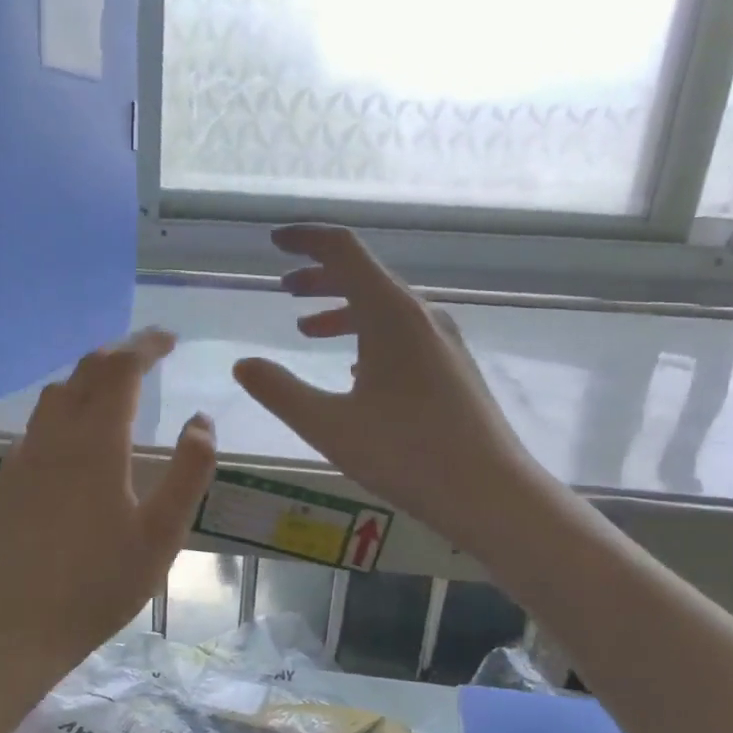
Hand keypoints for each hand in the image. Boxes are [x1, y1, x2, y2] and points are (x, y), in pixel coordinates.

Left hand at [0, 329, 215, 680]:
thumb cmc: (100, 584)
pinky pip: (39, 424)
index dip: (146, 346)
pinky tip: (78, 436)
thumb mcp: (162, 534)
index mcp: (95, 443)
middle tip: (150, 353)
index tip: (170, 340)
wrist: (18, 626)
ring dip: (90, 378)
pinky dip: (66, 408)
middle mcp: (54, 436)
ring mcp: (25, 456)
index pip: (121, 370)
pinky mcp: (8, 479)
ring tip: (117, 387)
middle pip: (85, 372)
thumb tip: (201, 421)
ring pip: (56, 394)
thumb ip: (188, 472)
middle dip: (120, 353)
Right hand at [233, 225, 530, 547]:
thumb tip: (243, 364)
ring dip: (342, 311)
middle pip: (365, 277)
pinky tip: (353, 371)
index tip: (275, 242)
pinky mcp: (452, 368)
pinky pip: (402, 336)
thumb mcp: (329, 425)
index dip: (306, 240)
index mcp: (391, 314)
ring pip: (384, 309)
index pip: (344, 251)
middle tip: (285, 289)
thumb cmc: (406, 454)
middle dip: (320, 278)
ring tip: (307, 330)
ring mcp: (442, 342)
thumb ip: (279, 391)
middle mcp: (421, 316)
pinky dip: (368, 338)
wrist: (489, 492)